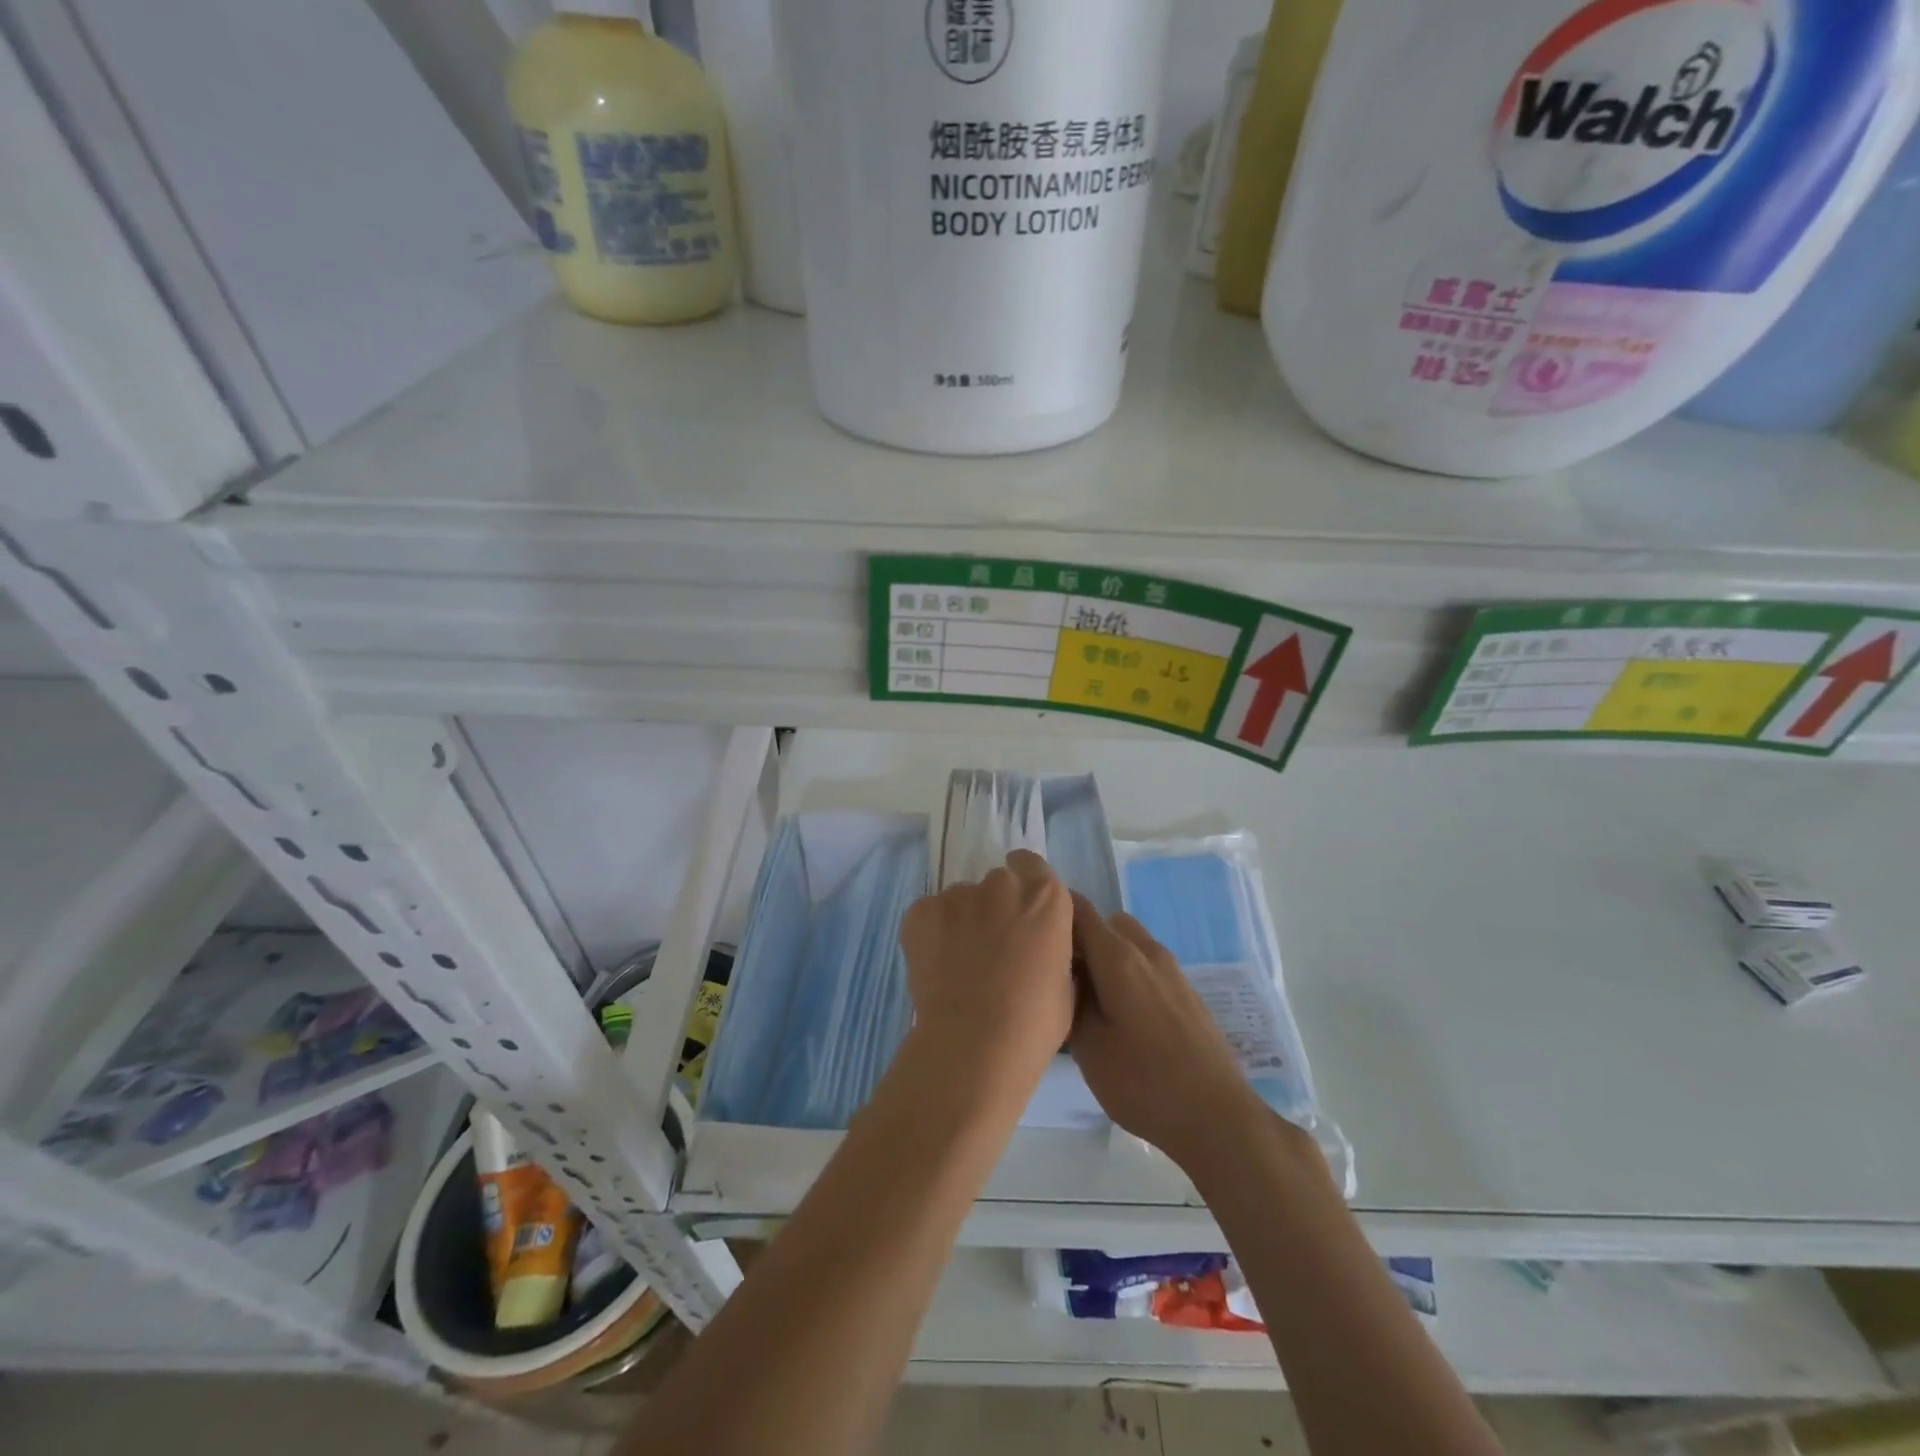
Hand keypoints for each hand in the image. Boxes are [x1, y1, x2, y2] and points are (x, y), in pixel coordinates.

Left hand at [900, 850, 1073, 1085]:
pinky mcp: (922, 911)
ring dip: (962, 922)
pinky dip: (932, 934)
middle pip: (997, 884)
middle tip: (990, 949)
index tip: (1018, 910)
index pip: (1032, 866)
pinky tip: (937, 969)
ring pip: (961, 900)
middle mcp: (1002, 884)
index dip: (1024, 885)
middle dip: (994, 908)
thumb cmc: (1034, 1022)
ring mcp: (958, 895)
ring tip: (959, 967)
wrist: (976, 1043)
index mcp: (1045, 897)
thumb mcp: (1065, 980)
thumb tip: (1037, 945)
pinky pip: (930, 915)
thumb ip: (1051, 945)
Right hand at [1070, 894, 1267, 1170]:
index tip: (1033, 932)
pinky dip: (1129, 973)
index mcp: (1118, 957)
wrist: (1217, 1116)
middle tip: (1063, 975)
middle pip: (1107, 923)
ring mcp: (1172, 971)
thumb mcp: (1087, 1047)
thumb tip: (1067, 975)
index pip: (1079, 909)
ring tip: (1092, 998)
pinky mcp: (1187, 992)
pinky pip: (1148, 965)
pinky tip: (1124, 1016)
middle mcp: (1147, 952)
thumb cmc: (1143, 1082)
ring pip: (1130, 943)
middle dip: (1082, 938)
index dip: (1053, 912)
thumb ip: (1071, 999)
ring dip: (1108, 957)